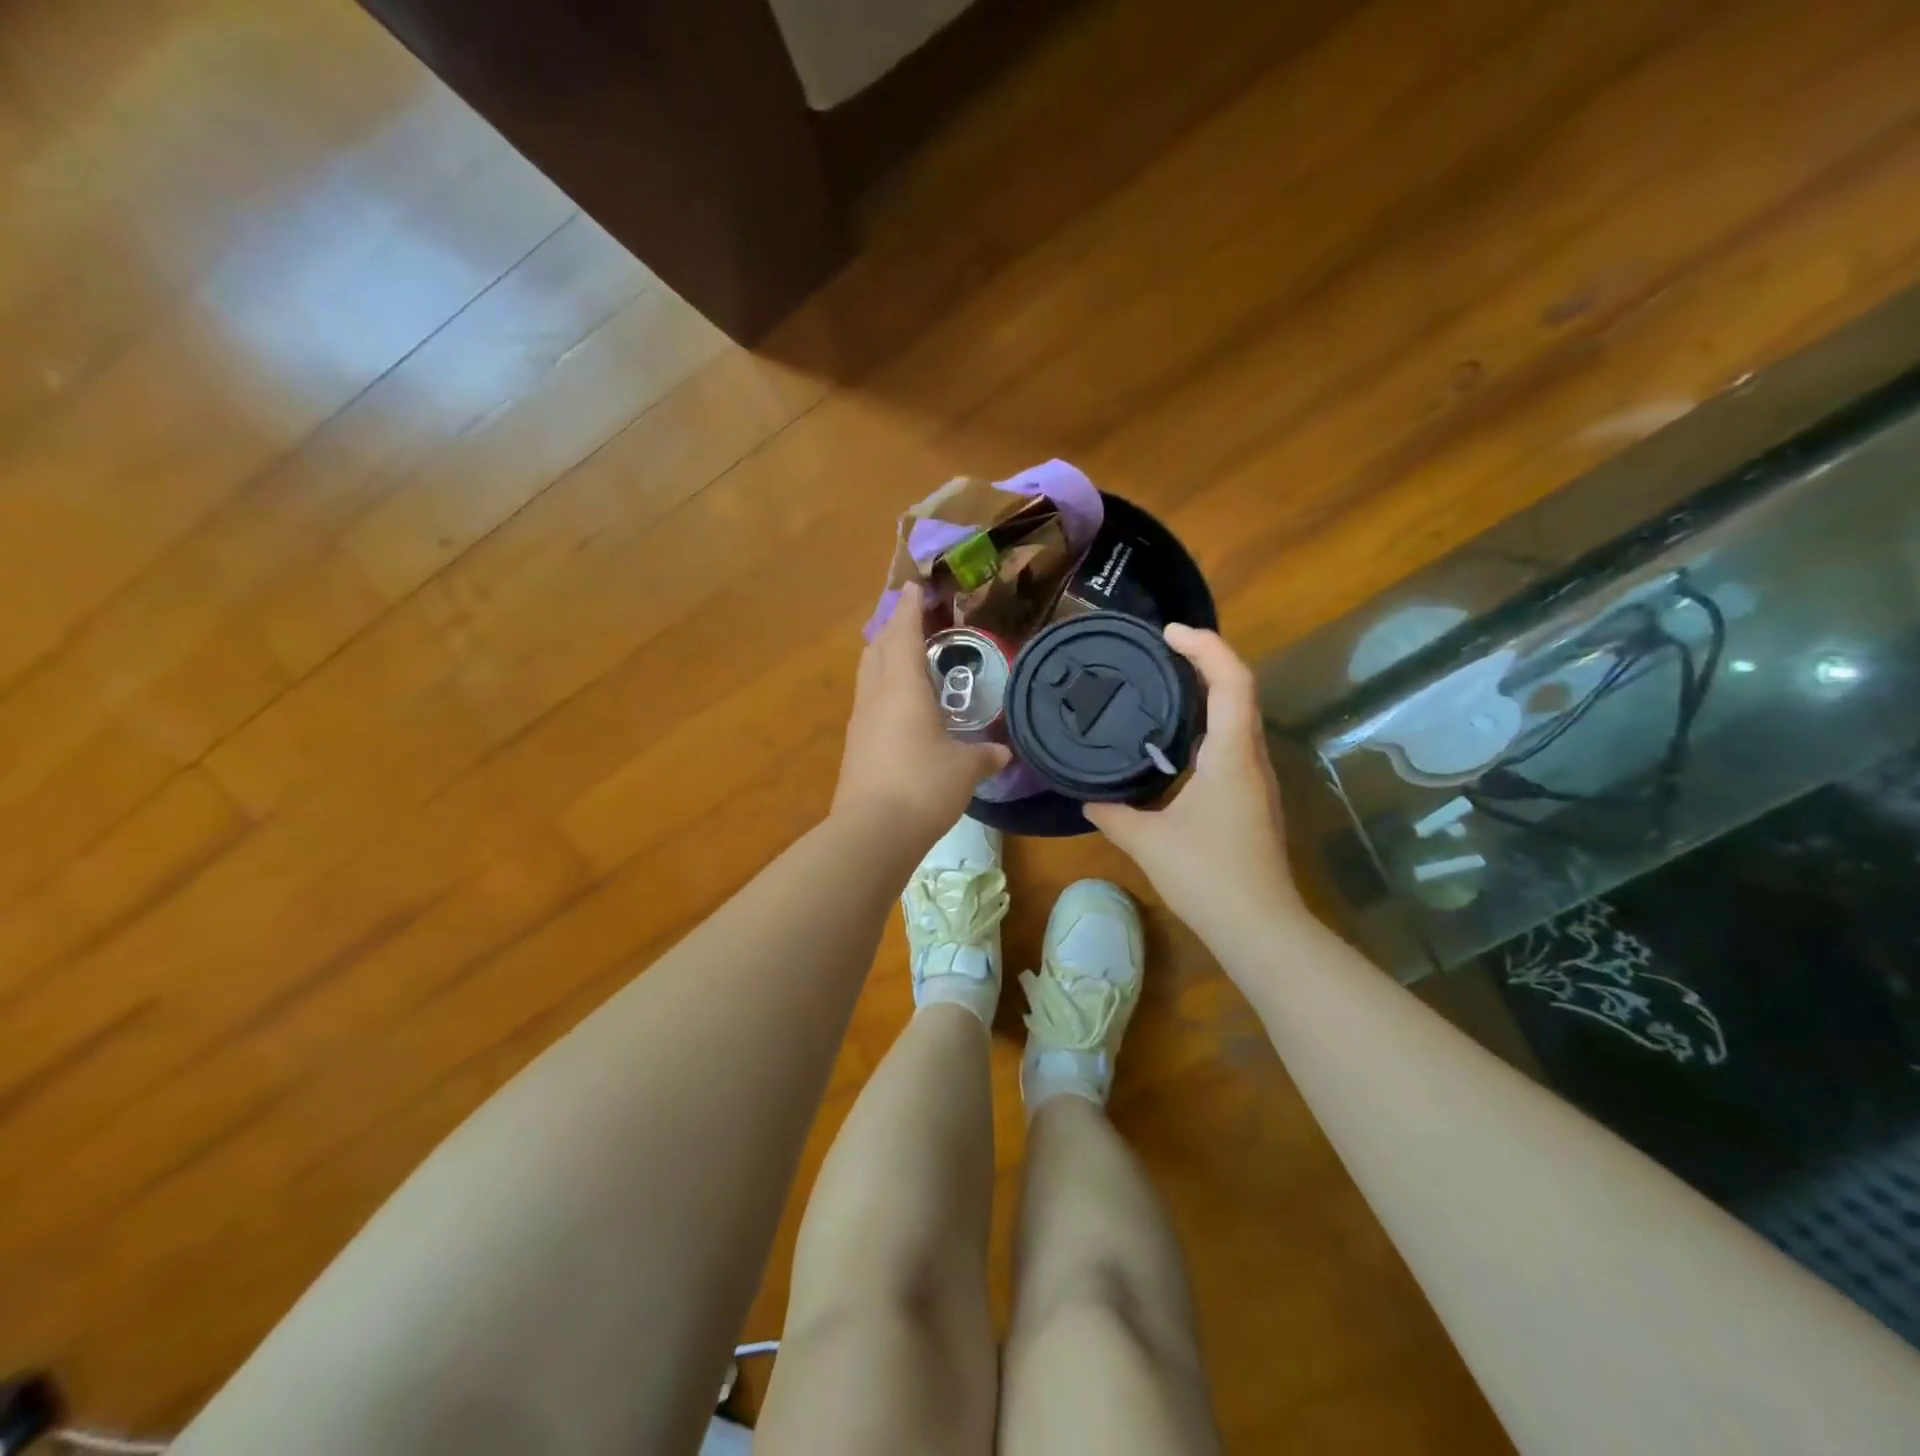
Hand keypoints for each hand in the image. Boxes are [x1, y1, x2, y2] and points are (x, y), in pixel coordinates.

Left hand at [831, 583, 1010, 851]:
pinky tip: (902, 710)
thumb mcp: (965, 769)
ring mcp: (860, 722)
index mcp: (903, 687)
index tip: (913, 587)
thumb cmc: (923, 785)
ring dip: (885, 660)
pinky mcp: (855, 747)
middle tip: (914, 624)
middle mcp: (876, 696)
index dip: (909, 608)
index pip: (903, 634)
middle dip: (893, 630)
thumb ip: (985, 755)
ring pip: (869, 676)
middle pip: (877, 649)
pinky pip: (869, 704)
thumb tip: (1002, 752)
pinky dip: (884, 692)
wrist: (873, 831)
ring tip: (909, 662)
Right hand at [1085, 626, 1302, 937]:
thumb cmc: (1207, 876)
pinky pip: (1232, 742)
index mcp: (1230, 755)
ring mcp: (1256, 779)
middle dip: (1205, 660)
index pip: (1231, 681)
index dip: (1205, 646)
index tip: (1168, 634)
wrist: (1259, 927)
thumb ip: (1112, 814)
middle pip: (1239, 689)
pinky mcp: (1251, 798)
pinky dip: (1207, 724)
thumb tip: (1087, 800)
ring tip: (1163, 685)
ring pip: (1238, 717)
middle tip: (1160, 651)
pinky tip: (1174, 742)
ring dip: (1208, 692)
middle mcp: (1250, 758)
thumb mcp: (1147, 842)